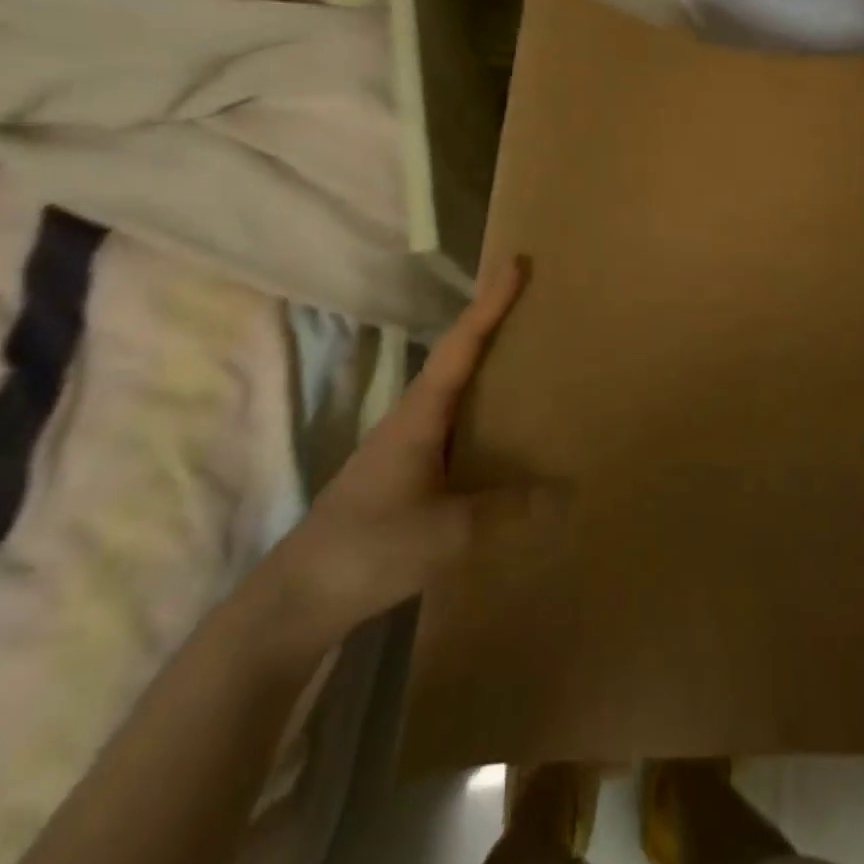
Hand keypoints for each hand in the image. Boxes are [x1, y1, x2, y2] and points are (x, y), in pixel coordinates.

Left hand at [255, 257, 548, 659]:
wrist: (297, 600)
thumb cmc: (370, 549)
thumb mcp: (449, 533)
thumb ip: (509, 510)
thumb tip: (566, 492)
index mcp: (419, 414)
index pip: (460, 345)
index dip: (490, 303)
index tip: (515, 263)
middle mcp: (411, 418)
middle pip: (456, 355)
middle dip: (490, 322)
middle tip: (530, 299)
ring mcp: (403, 446)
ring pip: (452, 389)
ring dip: (484, 363)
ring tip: (525, 354)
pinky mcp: (402, 473)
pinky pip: (450, 422)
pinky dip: (478, 406)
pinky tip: (498, 428)